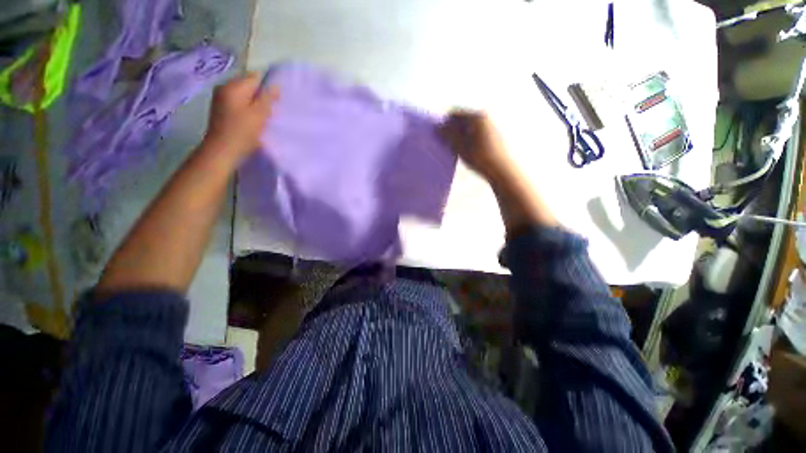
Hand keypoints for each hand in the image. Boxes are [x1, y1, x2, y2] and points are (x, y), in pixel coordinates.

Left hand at [203, 72, 277, 161]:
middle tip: (271, 111)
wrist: (222, 150)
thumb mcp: (259, 114)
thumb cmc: (243, 132)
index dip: (268, 86)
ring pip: (244, 95)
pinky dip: (248, 108)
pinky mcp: (221, 109)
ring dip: (255, 103)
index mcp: (234, 86)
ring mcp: (221, 98)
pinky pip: (238, 102)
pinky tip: (253, 120)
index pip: (255, 77)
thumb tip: (275, 85)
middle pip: (249, 85)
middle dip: (262, 95)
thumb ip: (267, 98)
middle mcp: (225, 87)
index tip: (277, 100)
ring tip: (263, 117)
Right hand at [440, 110, 557, 228]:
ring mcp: (490, 126)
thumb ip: (448, 135)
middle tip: (446, 143)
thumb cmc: (480, 158)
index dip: (445, 123)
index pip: (454, 113)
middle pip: (462, 119)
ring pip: (469, 127)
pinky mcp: (493, 135)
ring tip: (456, 149)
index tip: (440, 135)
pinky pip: (476, 132)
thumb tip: (438, 127)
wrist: (502, 170)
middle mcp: (485, 117)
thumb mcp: (460, 147)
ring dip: (460, 135)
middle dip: (452, 129)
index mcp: (476, 116)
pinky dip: (468, 139)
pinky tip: (467, 151)